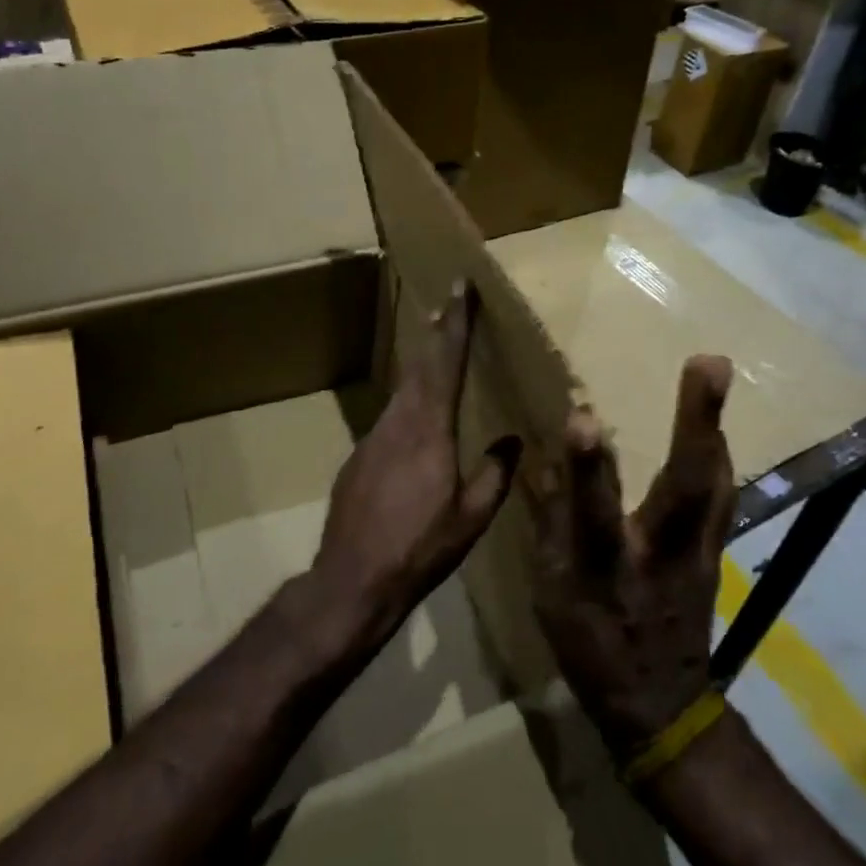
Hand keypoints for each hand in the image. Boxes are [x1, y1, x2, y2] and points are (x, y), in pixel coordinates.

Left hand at [314, 281, 520, 641]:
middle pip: (419, 366)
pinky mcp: (358, 457)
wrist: (352, 579)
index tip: (460, 287)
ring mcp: (372, 438)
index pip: (446, 362)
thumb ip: (495, 473)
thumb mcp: (471, 517)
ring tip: (435, 349)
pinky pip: (390, 418)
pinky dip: (407, 402)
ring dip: (421, 366)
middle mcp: (398, 422)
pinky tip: (416, 417)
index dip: (456, 323)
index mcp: (429, 429)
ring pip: (402, 390)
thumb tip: (512, 441)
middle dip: (436, 332)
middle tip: (447, 305)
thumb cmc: (420, 548)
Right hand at [530, 356, 736, 756]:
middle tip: (709, 364)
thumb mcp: (551, 593)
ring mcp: (699, 554)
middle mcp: (660, 554)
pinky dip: (717, 457)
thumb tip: (544, 460)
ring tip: (711, 375)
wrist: (658, 706)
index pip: (593, 511)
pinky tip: (716, 431)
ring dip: (714, 428)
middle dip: (697, 423)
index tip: (582, 414)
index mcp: (605, 567)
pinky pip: (720, 497)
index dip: (587, 466)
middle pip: (686, 487)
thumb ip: (551, 523)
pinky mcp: (717, 555)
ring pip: (715, 484)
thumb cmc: (591, 647)